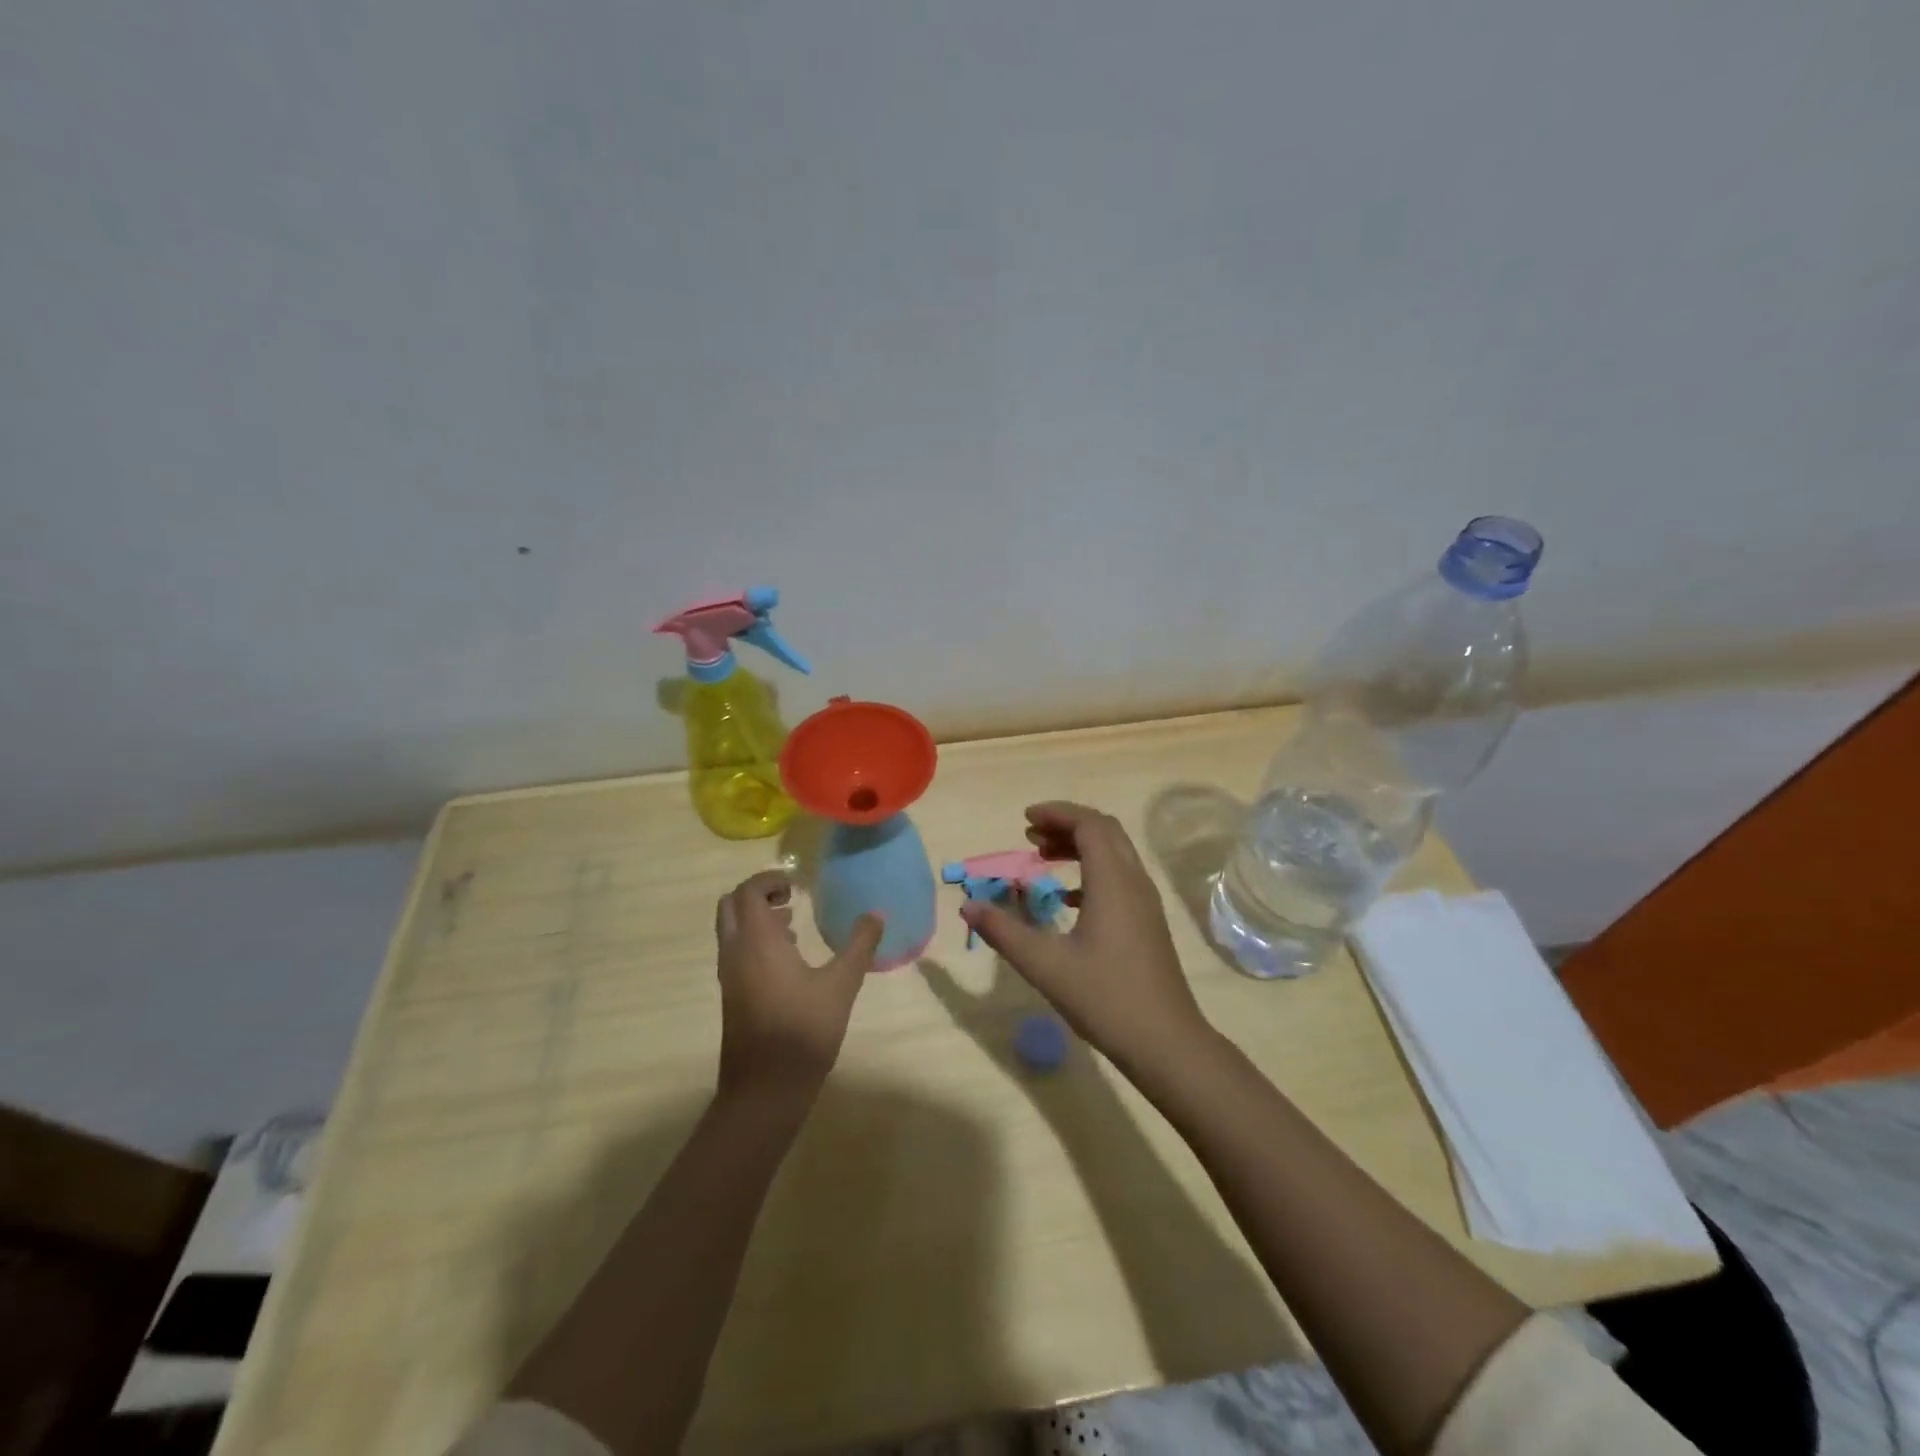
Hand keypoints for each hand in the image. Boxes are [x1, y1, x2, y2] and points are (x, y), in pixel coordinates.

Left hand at [714, 870, 882, 1104]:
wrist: (765, 1090)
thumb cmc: (803, 1031)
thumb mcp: (841, 985)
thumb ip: (859, 945)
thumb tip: (876, 913)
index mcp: (757, 941)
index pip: (749, 891)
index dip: (770, 879)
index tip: (797, 883)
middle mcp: (735, 952)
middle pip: (731, 905)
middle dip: (758, 893)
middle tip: (790, 895)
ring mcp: (729, 976)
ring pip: (731, 929)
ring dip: (755, 916)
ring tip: (792, 921)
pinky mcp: (731, 996)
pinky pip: (735, 951)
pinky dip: (754, 939)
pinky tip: (788, 958)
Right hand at [959, 802, 1213, 1077]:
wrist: (1166, 1042)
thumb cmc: (1105, 998)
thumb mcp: (1045, 965)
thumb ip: (1004, 932)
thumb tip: (968, 906)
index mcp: (1113, 881)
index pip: (1089, 824)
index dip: (1057, 814)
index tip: (1024, 820)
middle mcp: (1134, 881)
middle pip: (1104, 831)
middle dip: (1066, 824)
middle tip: (1029, 836)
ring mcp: (1145, 902)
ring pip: (1114, 852)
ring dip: (1080, 846)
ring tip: (1042, 857)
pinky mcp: (1148, 921)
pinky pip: (1120, 876)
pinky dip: (1092, 870)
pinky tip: (1067, 898)